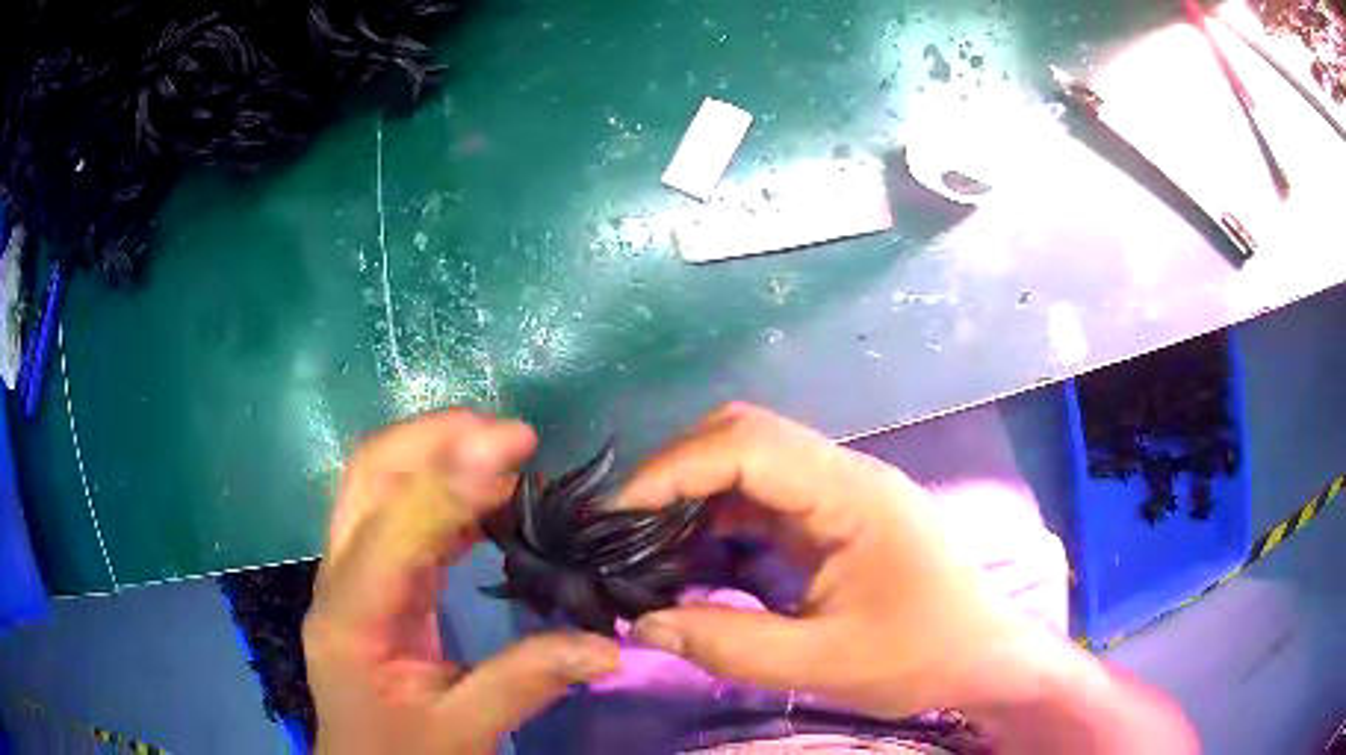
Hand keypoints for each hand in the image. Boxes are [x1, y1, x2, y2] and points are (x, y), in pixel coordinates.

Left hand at [303, 410, 619, 754]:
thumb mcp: (464, 730)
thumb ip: (526, 682)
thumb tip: (606, 647)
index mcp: (351, 618)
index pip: (390, 532)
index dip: (448, 485)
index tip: (512, 450)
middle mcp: (339, 579)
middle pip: (366, 476)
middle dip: (431, 439)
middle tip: (506, 434)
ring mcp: (351, 574)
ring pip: (378, 483)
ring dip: (436, 454)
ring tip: (505, 451)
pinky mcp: (373, 580)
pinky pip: (400, 515)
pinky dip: (443, 493)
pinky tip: (489, 496)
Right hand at [618, 403, 1053, 718]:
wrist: (982, 655)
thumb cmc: (920, 656)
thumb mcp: (824, 664)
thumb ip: (730, 646)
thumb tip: (643, 624)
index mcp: (852, 495)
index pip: (749, 445)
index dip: (674, 469)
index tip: (618, 514)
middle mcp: (845, 474)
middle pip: (745, 434)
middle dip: (677, 470)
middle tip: (626, 524)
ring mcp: (841, 492)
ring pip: (751, 460)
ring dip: (695, 492)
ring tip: (648, 541)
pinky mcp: (835, 516)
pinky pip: (764, 496)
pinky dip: (719, 517)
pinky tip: (695, 555)